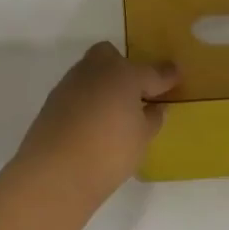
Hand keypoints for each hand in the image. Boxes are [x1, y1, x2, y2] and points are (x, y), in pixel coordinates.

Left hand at [11, 42, 179, 202]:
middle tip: (136, 93)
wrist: (54, 173)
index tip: (176, 76)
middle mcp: (95, 71)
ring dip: (104, 84)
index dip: (166, 76)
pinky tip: (94, 124)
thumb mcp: (142, 138)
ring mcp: (70, 85)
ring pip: (91, 72)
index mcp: (124, 74)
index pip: (152, 72)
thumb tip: (155, 107)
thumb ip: (152, 118)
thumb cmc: (109, 152)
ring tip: (115, 112)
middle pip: (110, 56)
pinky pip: (77, 93)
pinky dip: (88, 101)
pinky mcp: (52, 103)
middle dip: (124, 68)